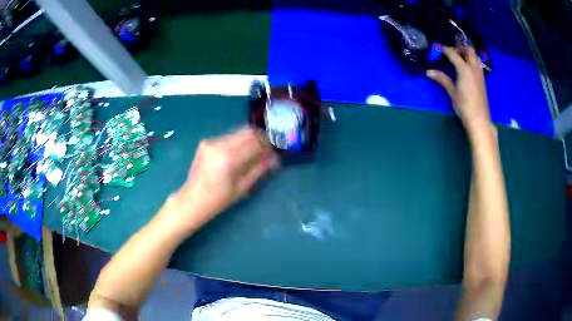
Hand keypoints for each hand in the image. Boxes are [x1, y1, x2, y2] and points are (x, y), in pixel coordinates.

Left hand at [168, 128, 278, 230]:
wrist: (193, 199)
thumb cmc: (219, 199)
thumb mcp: (242, 187)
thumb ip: (259, 169)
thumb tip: (275, 158)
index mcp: (229, 158)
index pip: (255, 142)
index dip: (268, 144)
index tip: (275, 149)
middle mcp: (219, 144)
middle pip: (247, 132)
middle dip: (260, 137)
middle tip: (268, 147)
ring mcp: (211, 142)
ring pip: (237, 133)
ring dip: (249, 139)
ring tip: (255, 151)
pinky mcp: (206, 143)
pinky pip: (227, 138)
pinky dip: (237, 142)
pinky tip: (238, 153)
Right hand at [427, 46, 491, 134]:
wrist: (479, 120)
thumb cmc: (464, 107)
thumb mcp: (452, 93)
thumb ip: (442, 79)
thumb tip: (428, 72)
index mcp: (464, 69)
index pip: (453, 53)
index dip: (444, 49)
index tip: (437, 48)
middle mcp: (473, 68)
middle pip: (469, 50)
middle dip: (459, 48)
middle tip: (452, 52)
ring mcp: (480, 74)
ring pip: (475, 56)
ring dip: (467, 54)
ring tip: (460, 58)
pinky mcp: (482, 80)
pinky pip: (478, 64)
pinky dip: (472, 61)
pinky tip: (467, 68)